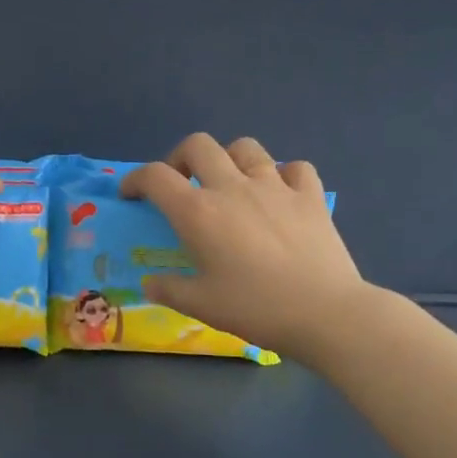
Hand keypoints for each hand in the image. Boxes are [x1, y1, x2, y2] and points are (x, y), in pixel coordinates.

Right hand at [120, 133, 374, 362]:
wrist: (324, 312)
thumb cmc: (255, 308)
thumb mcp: (201, 306)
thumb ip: (169, 289)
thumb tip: (150, 283)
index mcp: (199, 212)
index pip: (155, 176)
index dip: (136, 179)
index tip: (132, 194)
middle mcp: (233, 187)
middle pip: (198, 145)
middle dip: (180, 157)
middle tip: (182, 183)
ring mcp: (275, 186)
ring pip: (246, 147)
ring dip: (230, 158)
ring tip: (231, 182)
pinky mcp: (310, 195)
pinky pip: (294, 168)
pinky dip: (283, 175)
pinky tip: (281, 194)